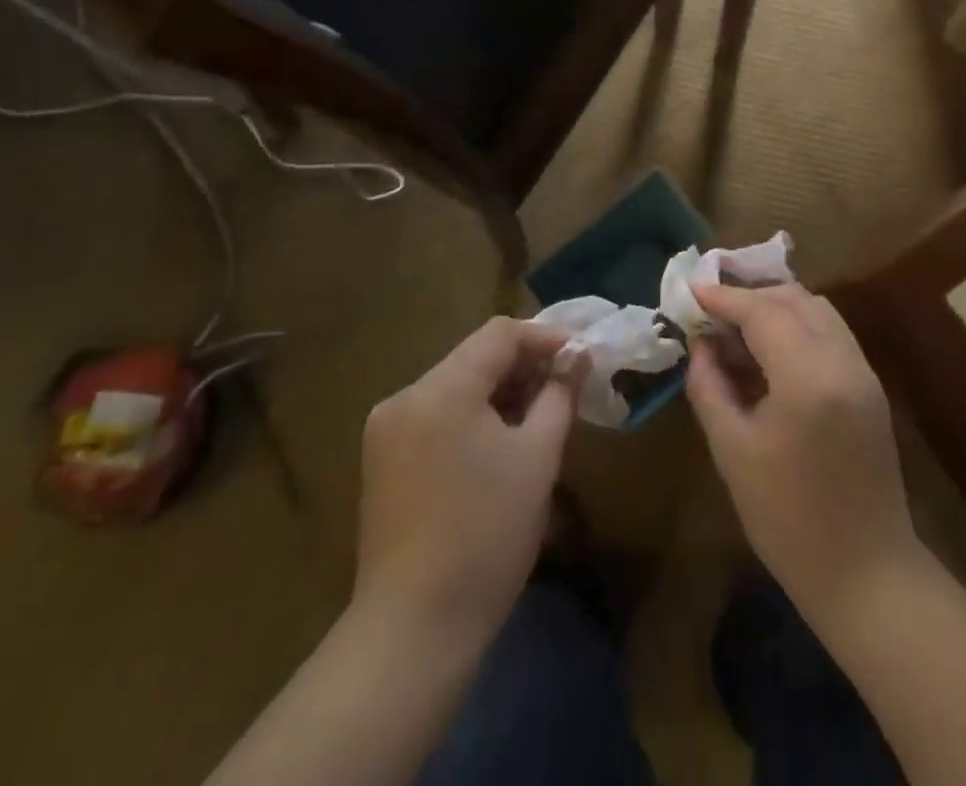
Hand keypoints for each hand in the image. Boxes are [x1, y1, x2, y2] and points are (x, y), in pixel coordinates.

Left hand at [354, 318, 576, 641]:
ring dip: (501, 393)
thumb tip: (578, 357)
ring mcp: (387, 431)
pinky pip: (438, 416)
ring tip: (541, 417)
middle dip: (525, 368)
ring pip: (457, 387)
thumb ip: (560, 395)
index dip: (545, 338)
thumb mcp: (537, 457)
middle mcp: (405, 398)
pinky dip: (474, 417)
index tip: (582, 357)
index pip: (499, 334)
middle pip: (475, 358)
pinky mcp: (383, 461)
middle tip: (567, 389)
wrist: (414, 630)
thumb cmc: (486, 534)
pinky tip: (502, 445)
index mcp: (439, 389)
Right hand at [684, 283, 922, 618]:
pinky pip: (831, 332)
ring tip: (737, 326)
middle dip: (750, 296)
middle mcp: (843, 360)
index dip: (724, 298)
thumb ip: (710, 386)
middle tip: (711, 311)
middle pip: (794, 299)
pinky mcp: (871, 385)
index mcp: (808, 377)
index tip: (692, 290)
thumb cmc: (787, 519)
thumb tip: (700, 344)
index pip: (763, 312)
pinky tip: (770, 348)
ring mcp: (863, 371)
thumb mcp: (732, 451)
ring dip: (776, 306)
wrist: (866, 573)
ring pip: (817, 310)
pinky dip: (798, 325)